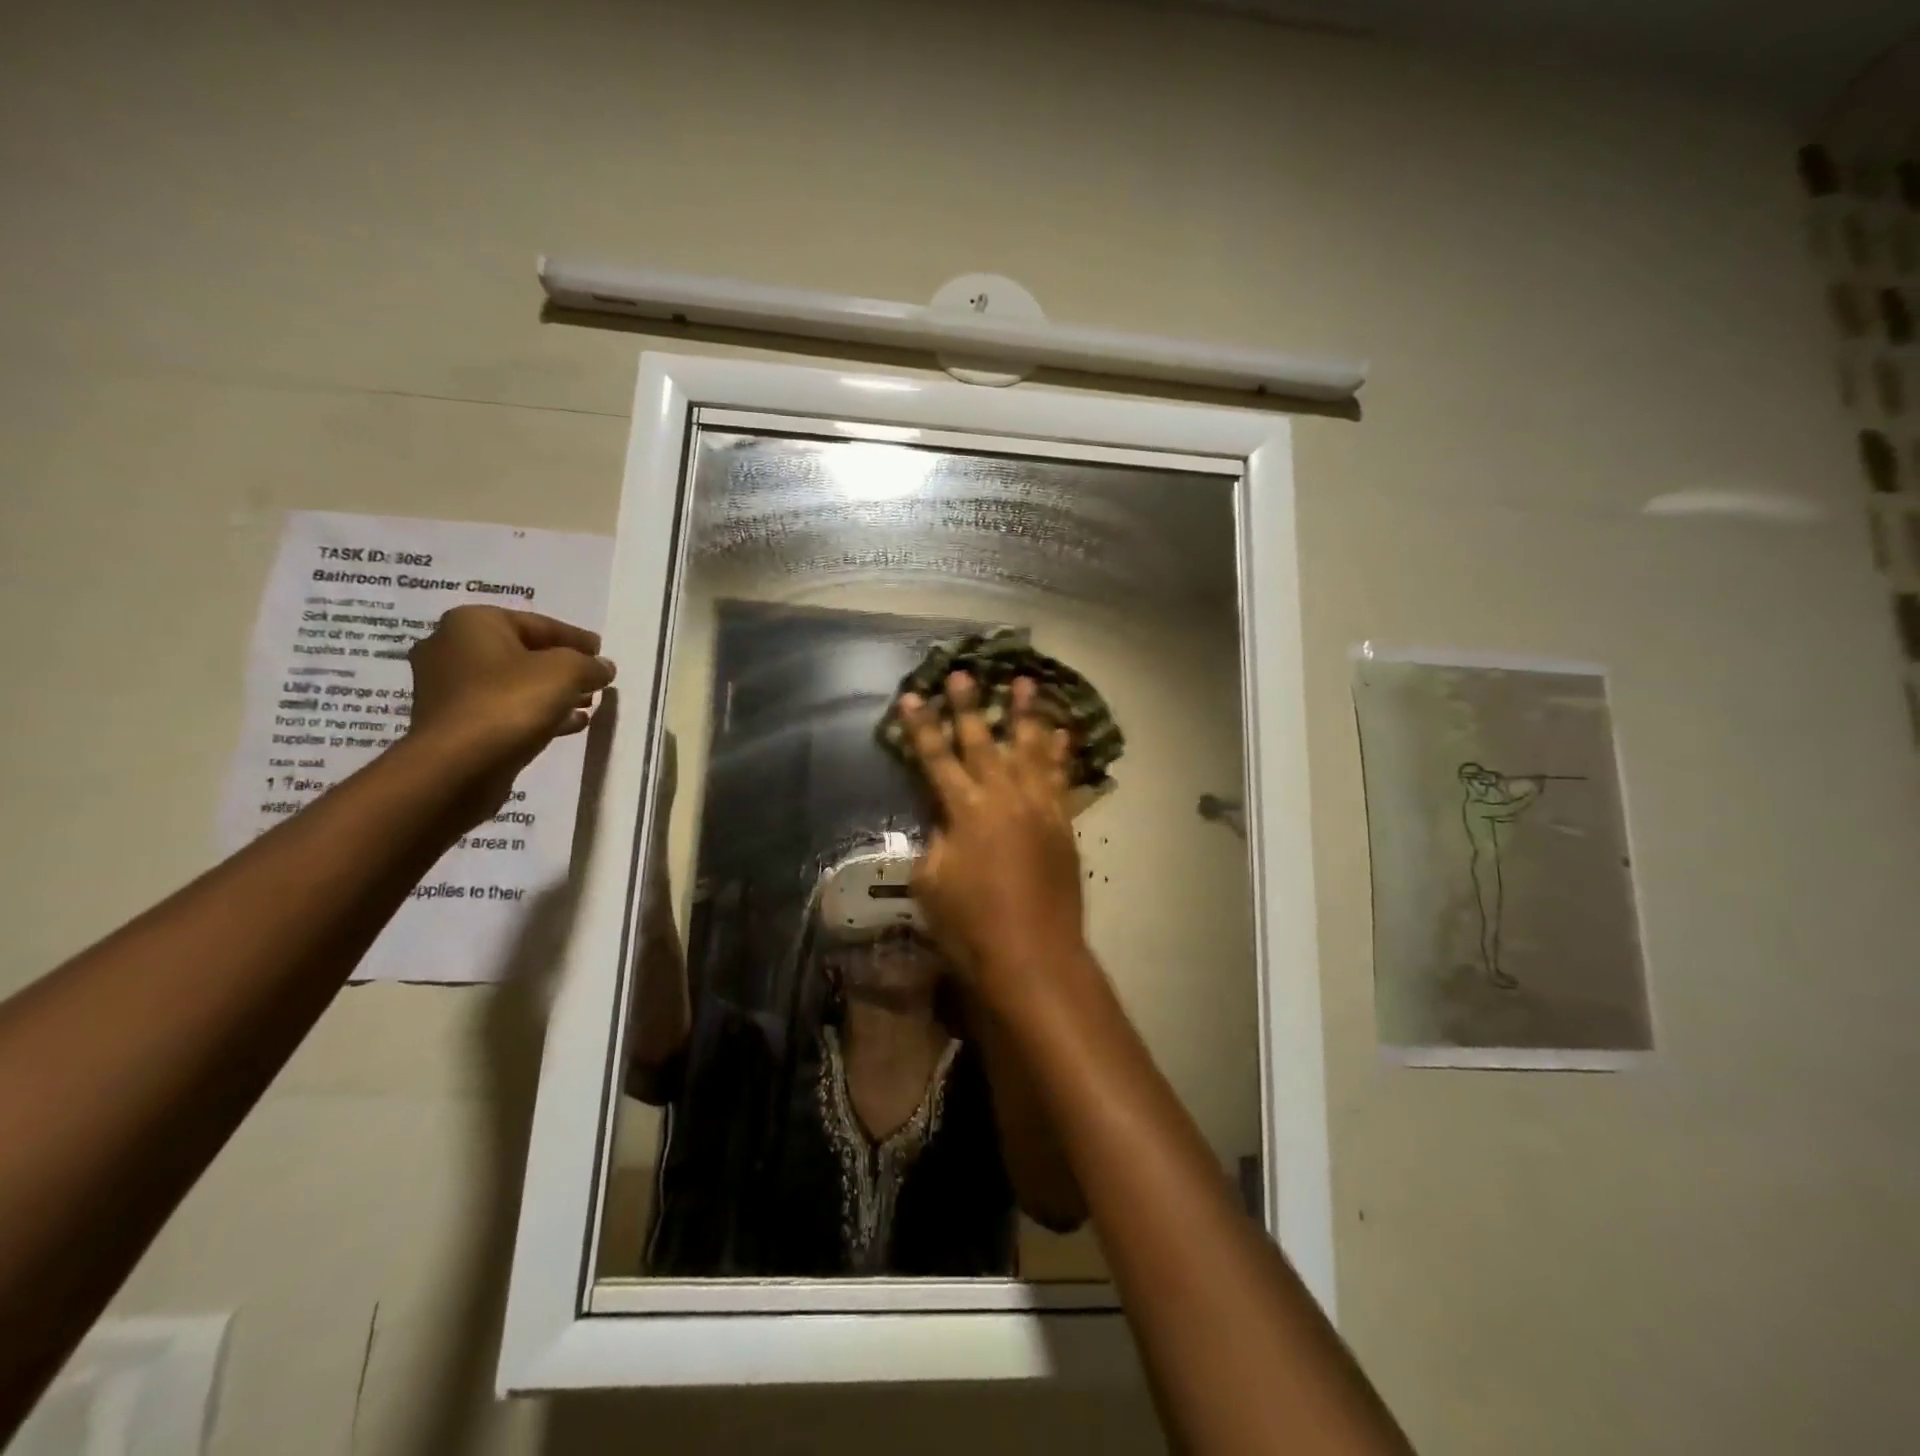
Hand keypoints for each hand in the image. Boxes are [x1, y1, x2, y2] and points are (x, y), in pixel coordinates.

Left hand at [405, 606, 614, 819]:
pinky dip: (535, 713)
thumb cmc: (510, 702)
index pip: (538, 624)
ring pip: (513, 684)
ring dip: (552, 693)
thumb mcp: (566, 672)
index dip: (576, 638)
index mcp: (473, 623)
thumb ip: (590, 665)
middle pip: (523, 653)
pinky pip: (503, 710)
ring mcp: (448, 688)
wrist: (457, 766)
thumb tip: (603, 667)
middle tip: (594, 679)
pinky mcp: (454, 723)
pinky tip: (569, 725)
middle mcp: (451, 648)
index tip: (602, 652)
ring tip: (587, 704)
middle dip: (562, 667)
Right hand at [899, 673, 1086, 1010]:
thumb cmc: (971, 926)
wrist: (1033, 955)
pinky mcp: (1062, 822)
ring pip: (1030, 748)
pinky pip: (1061, 778)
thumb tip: (943, 821)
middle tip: (963, 673)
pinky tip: (1062, 731)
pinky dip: (1060, 753)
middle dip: (969, 706)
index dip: (921, 727)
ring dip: (1025, 714)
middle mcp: (1003, 797)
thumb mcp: (931, 883)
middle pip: (982, 741)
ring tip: (1024, 682)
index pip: (935, 758)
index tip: (912, 696)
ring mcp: (1038, 806)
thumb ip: (935, 841)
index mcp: (964, 810)